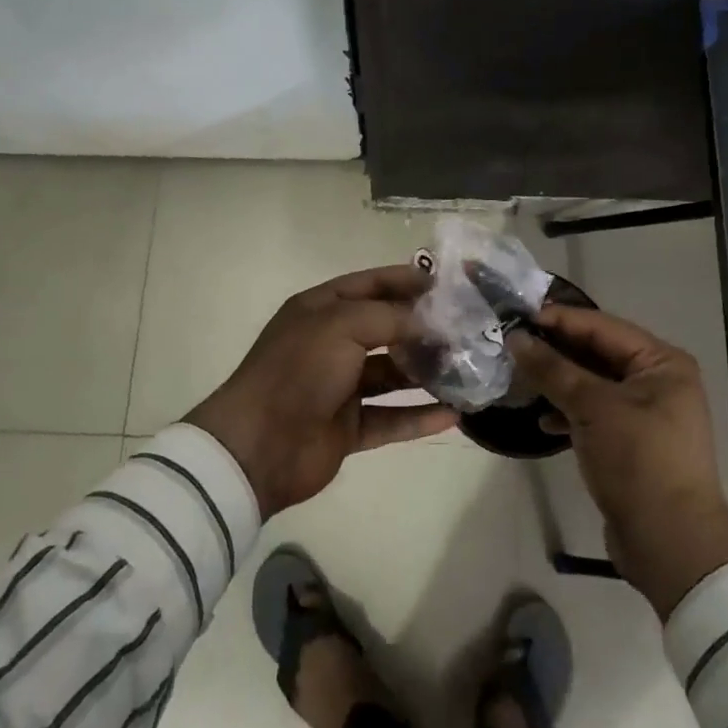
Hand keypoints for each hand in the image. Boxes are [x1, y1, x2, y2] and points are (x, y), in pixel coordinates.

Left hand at [185, 266, 457, 517]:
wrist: (259, 446)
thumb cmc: (299, 371)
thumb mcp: (342, 325)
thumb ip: (390, 317)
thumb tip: (430, 322)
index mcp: (321, 310)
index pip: (371, 285)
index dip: (406, 281)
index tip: (448, 285)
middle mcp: (331, 344)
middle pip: (386, 330)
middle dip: (424, 329)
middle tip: (467, 330)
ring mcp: (340, 388)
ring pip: (392, 375)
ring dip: (426, 373)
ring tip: (468, 370)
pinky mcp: (348, 427)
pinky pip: (391, 418)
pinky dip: (419, 416)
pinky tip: (454, 415)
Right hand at [512, 306, 727, 618]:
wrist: (670, 543)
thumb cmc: (638, 460)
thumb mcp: (593, 408)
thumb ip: (553, 369)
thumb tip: (515, 338)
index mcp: (661, 363)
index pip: (603, 327)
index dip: (560, 320)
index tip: (518, 315)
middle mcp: (658, 381)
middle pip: (598, 354)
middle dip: (556, 351)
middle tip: (512, 344)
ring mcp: (646, 414)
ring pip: (593, 385)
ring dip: (559, 382)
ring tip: (520, 380)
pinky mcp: (632, 443)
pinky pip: (595, 414)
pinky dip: (570, 413)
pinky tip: (543, 421)